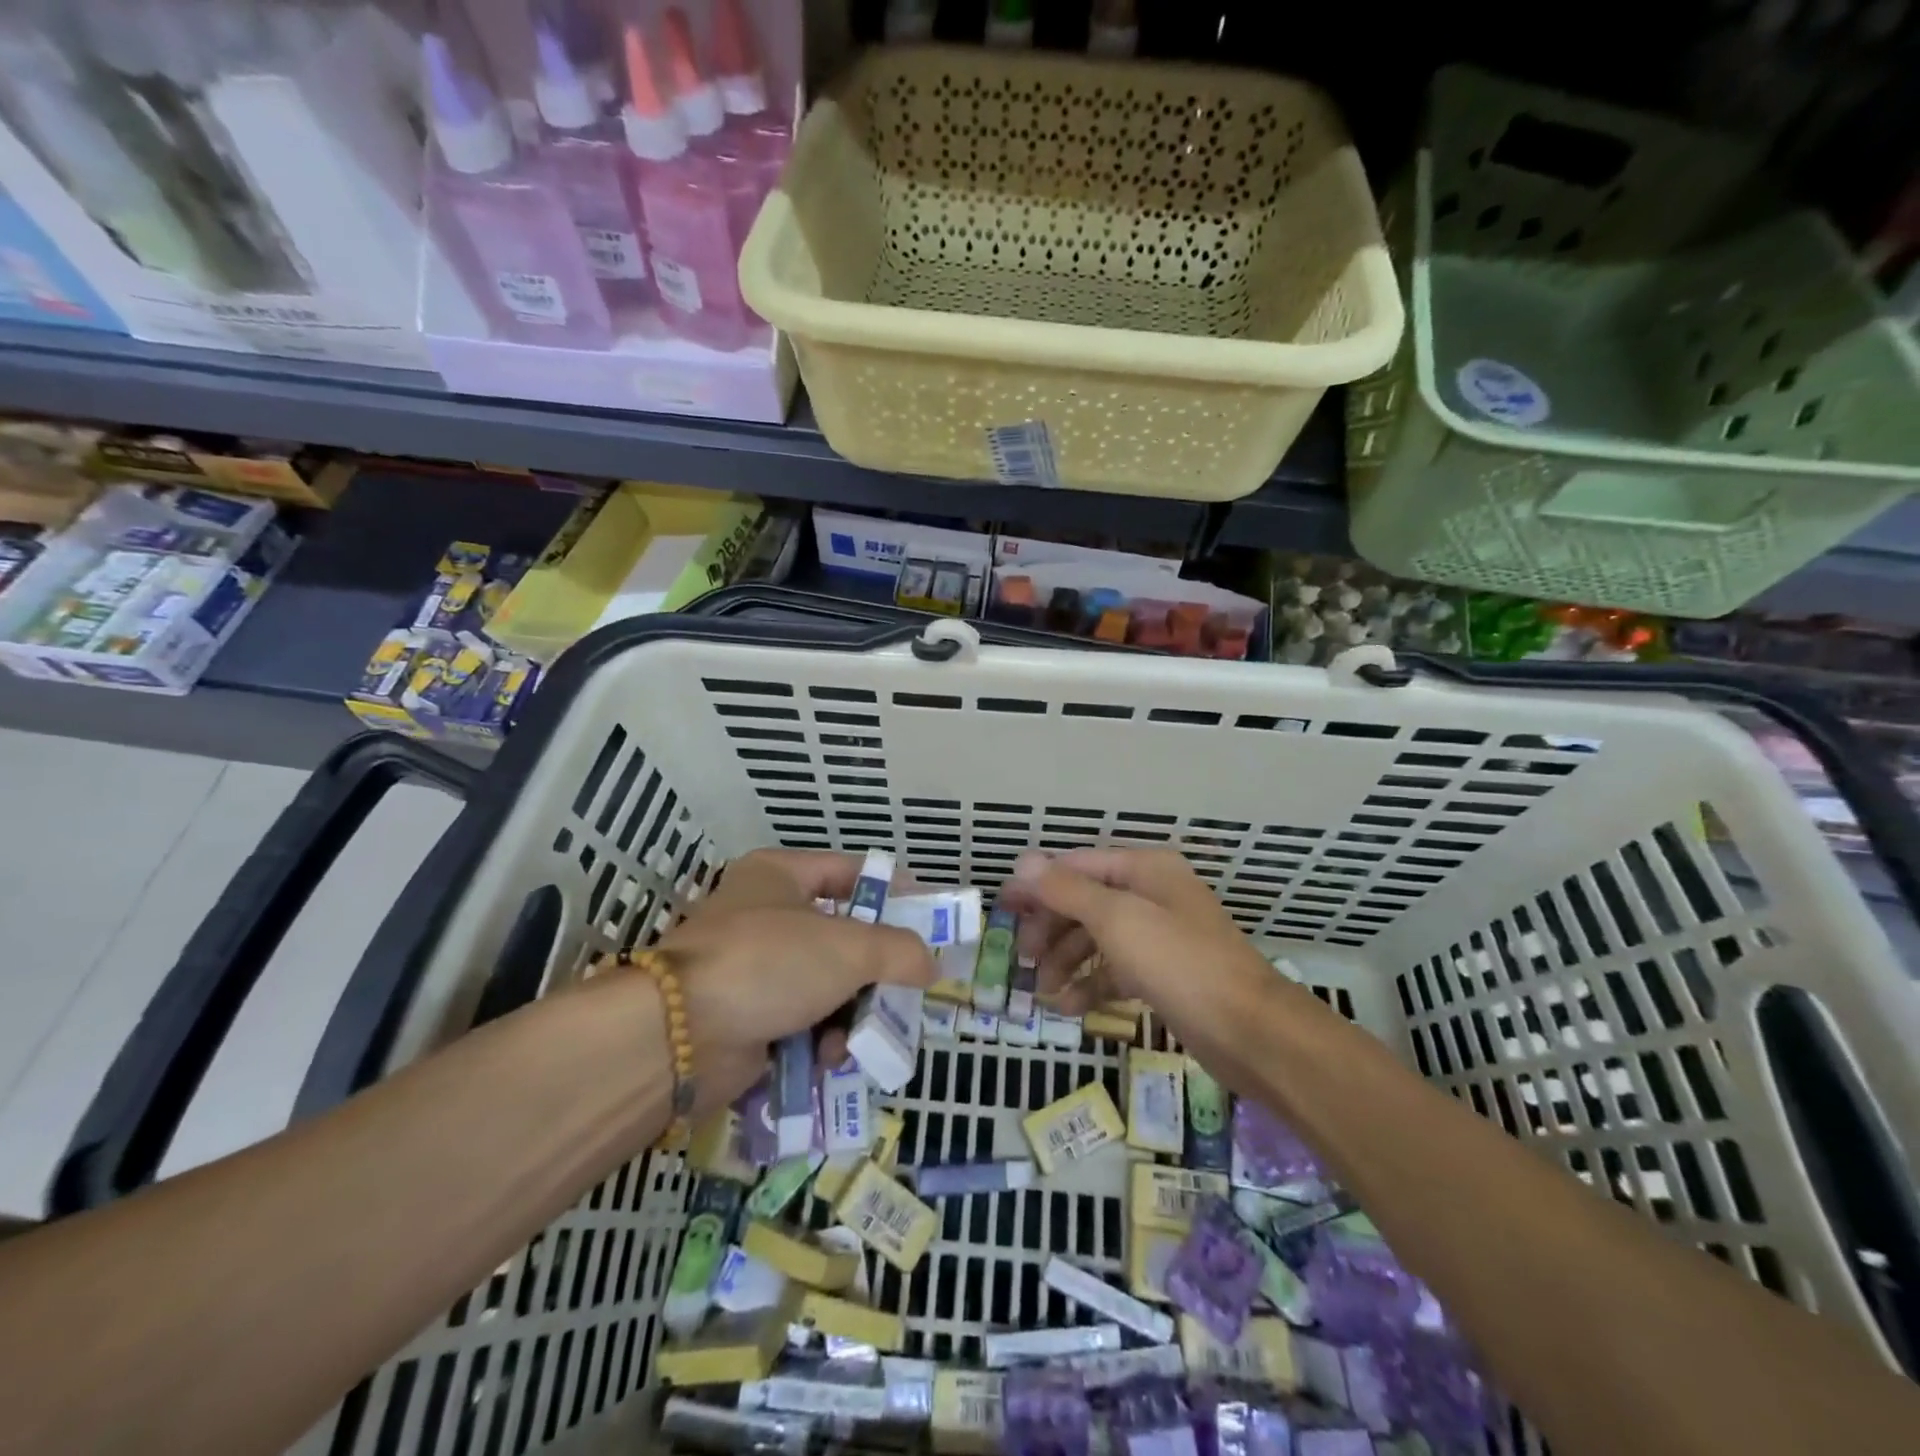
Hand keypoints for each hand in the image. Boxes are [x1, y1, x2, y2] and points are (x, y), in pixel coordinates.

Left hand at [652, 850, 936, 1113]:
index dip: (890, 890)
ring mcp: (752, 969)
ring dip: (850, 1014)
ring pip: (824, 985)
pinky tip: (829, 1059)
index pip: (848, 871)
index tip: (927, 916)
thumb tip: (930, 965)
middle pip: (840, 937)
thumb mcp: (850, 948)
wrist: (679, 1035)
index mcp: (779, 875)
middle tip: (906, 989)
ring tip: (860, 1037)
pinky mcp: (745, 1017)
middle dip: (874, 970)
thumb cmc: (769, 963)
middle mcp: (764, 915)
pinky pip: (800, 1023)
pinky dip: (820, 1040)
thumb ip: (900, 951)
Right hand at [1001, 847, 1278, 1073]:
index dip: (1037, 885)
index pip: (1077, 866)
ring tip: (1043, 990)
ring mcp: (1159, 936)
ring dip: (1066, 960)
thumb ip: (1067, 890)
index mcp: (1144, 869)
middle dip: (1051, 928)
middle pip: (1085, 902)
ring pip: (1098, 938)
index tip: (1002, 908)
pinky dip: (1091, 984)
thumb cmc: (1179, 962)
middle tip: (1022, 958)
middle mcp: (1151, 895)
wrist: (1250, 1031)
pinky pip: (1116, 970)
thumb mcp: (1117, 919)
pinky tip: (1069, 1007)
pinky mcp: (1164, 974)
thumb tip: (1023, 860)